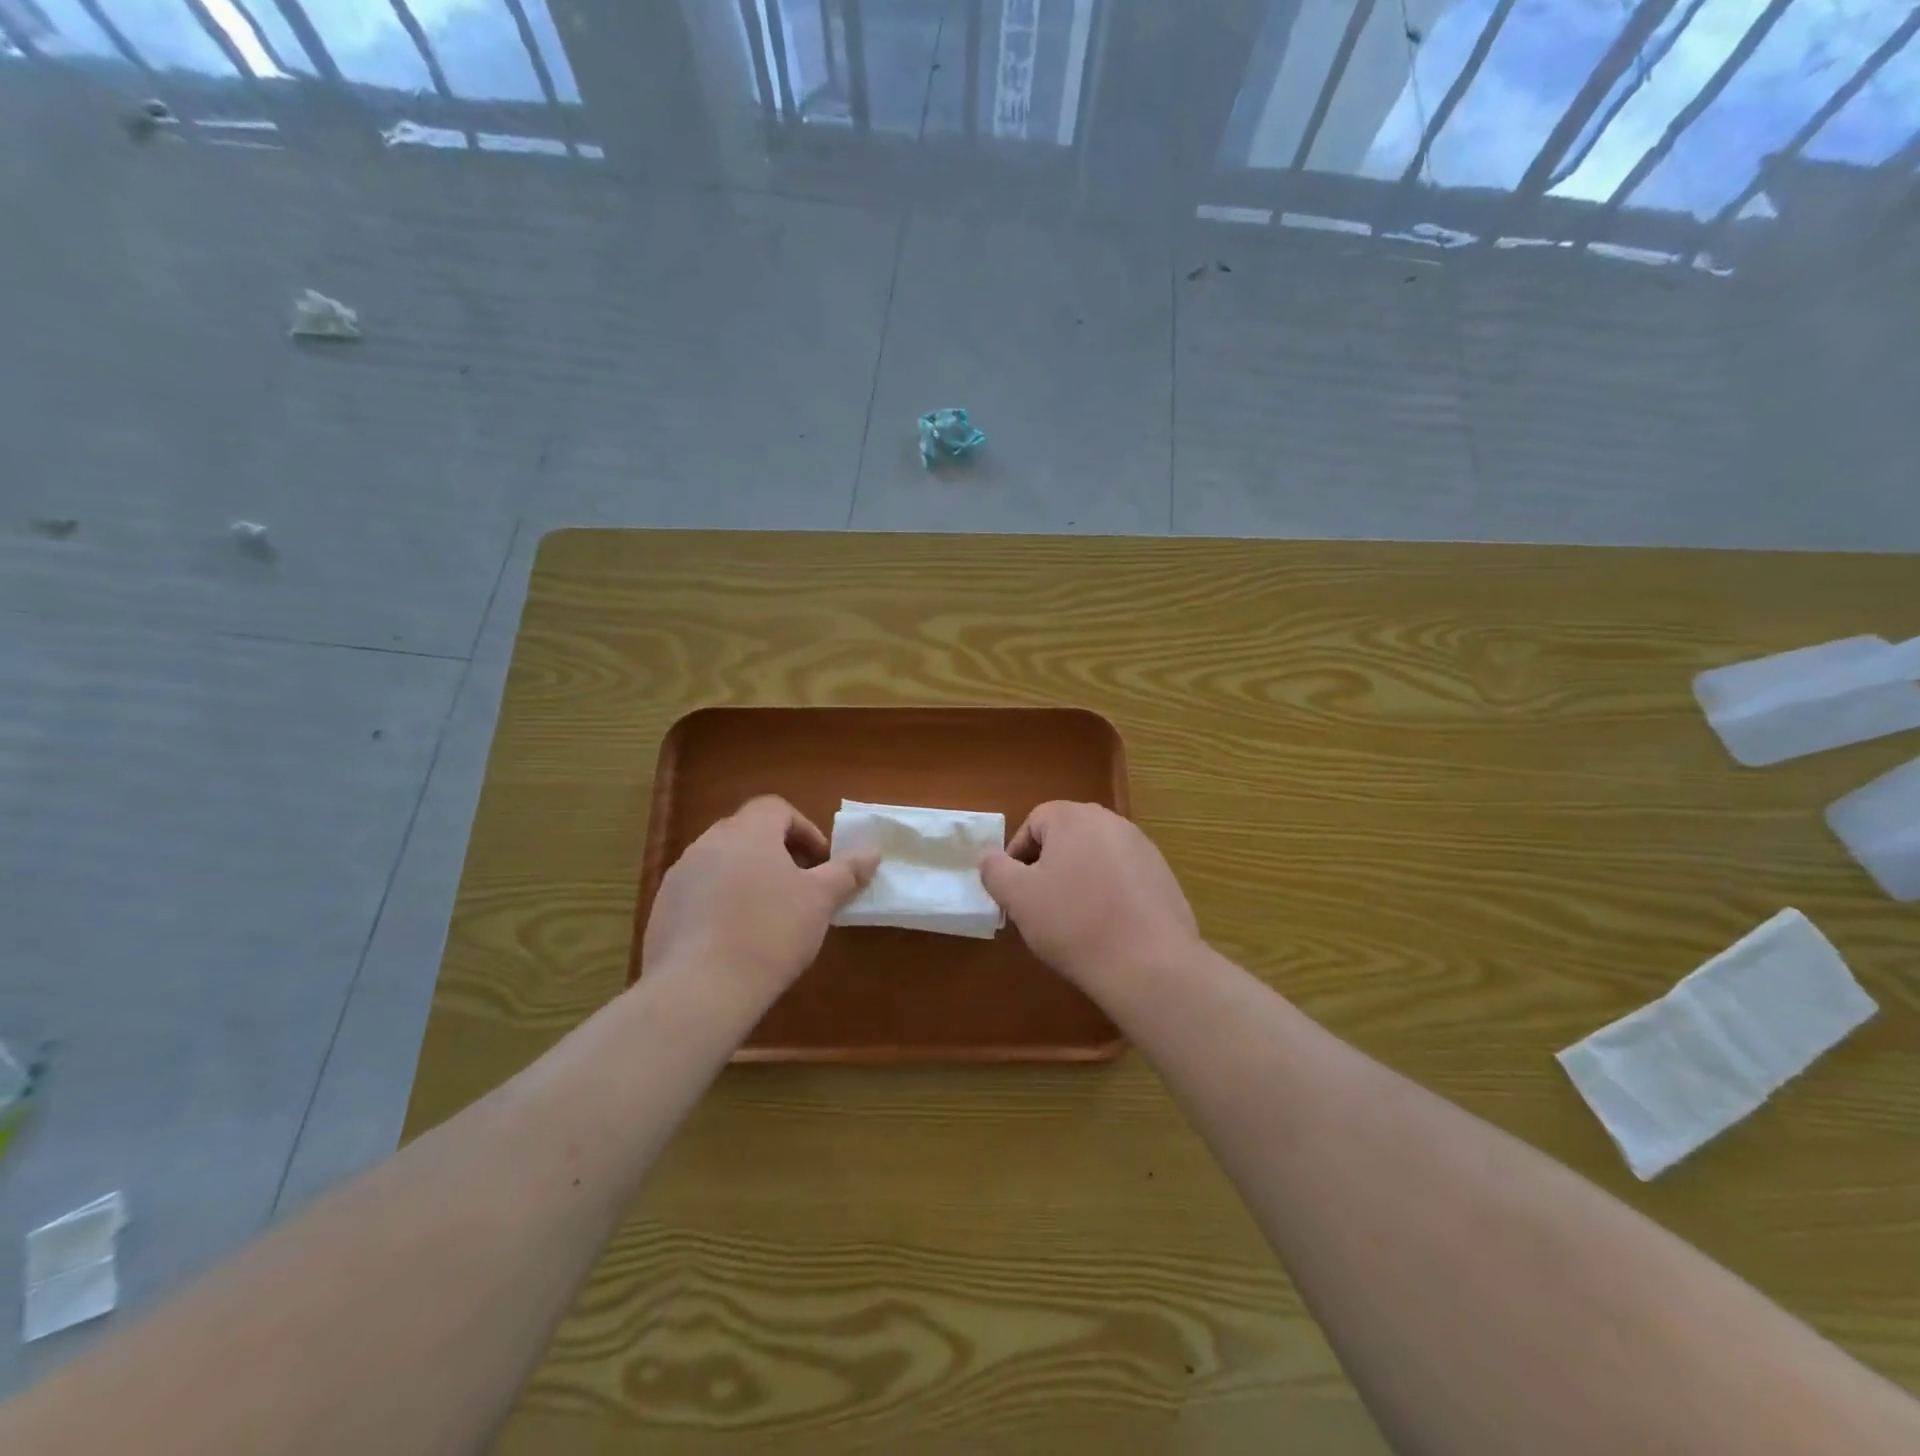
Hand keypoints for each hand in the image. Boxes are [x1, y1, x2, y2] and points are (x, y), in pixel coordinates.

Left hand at [641, 796, 877, 1010]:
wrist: (700, 989)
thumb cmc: (770, 932)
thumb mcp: (820, 901)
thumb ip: (846, 871)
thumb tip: (872, 852)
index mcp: (747, 832)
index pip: (776, 809)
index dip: (803, 830)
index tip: (819, 862)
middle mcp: (708, 843)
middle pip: (748, 833)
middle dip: (777, 854)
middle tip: (799, 887)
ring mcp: (680, 876)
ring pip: (722, 863)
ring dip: (747, 877)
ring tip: (768, 915)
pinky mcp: (662, 909)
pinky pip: (699, 893)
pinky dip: (720, 903)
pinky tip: (734, 939)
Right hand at [980, 801, 1200, 994]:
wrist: (1149, 964)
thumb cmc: (1074, 923)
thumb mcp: (1018, 898)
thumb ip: (994, 869)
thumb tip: (989, 855)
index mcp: (1074, 817)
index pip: (1033, 823)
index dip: (1017, 856)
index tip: (1016, 892)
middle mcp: (1111, 822)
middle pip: (1066, 837)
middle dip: (1048, 867)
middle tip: (1040, 906)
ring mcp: (1143, 847)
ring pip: (1094, 857)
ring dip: (1078, 880)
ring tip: (1074, 920)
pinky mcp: (1163, 875)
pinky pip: (1122, 876)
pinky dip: (1108, 894)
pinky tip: (1107, 927)